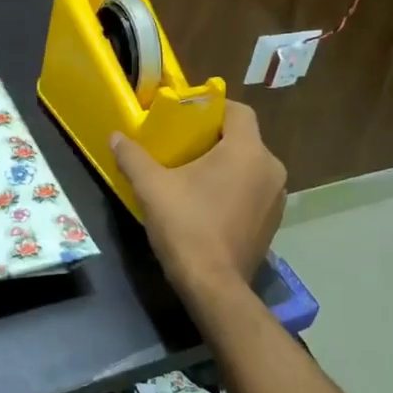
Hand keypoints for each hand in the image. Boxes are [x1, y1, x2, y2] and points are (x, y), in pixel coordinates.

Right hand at [111, 101, 286, 296]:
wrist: (213, 285)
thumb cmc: (186, 227)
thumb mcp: (151, 187)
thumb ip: (133, 157)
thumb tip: (115, 136)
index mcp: (247, 151)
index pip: (238, 111)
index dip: (213, 108)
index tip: (187, 116)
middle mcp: (271, 169)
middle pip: (244, 139)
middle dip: (215, 139)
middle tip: (183, 146)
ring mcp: (277, 198)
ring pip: (250, 166)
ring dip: (227, 166)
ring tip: (194, 176)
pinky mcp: (273, 222)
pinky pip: (254, 191)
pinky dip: (235, 189)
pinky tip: (209, 204)